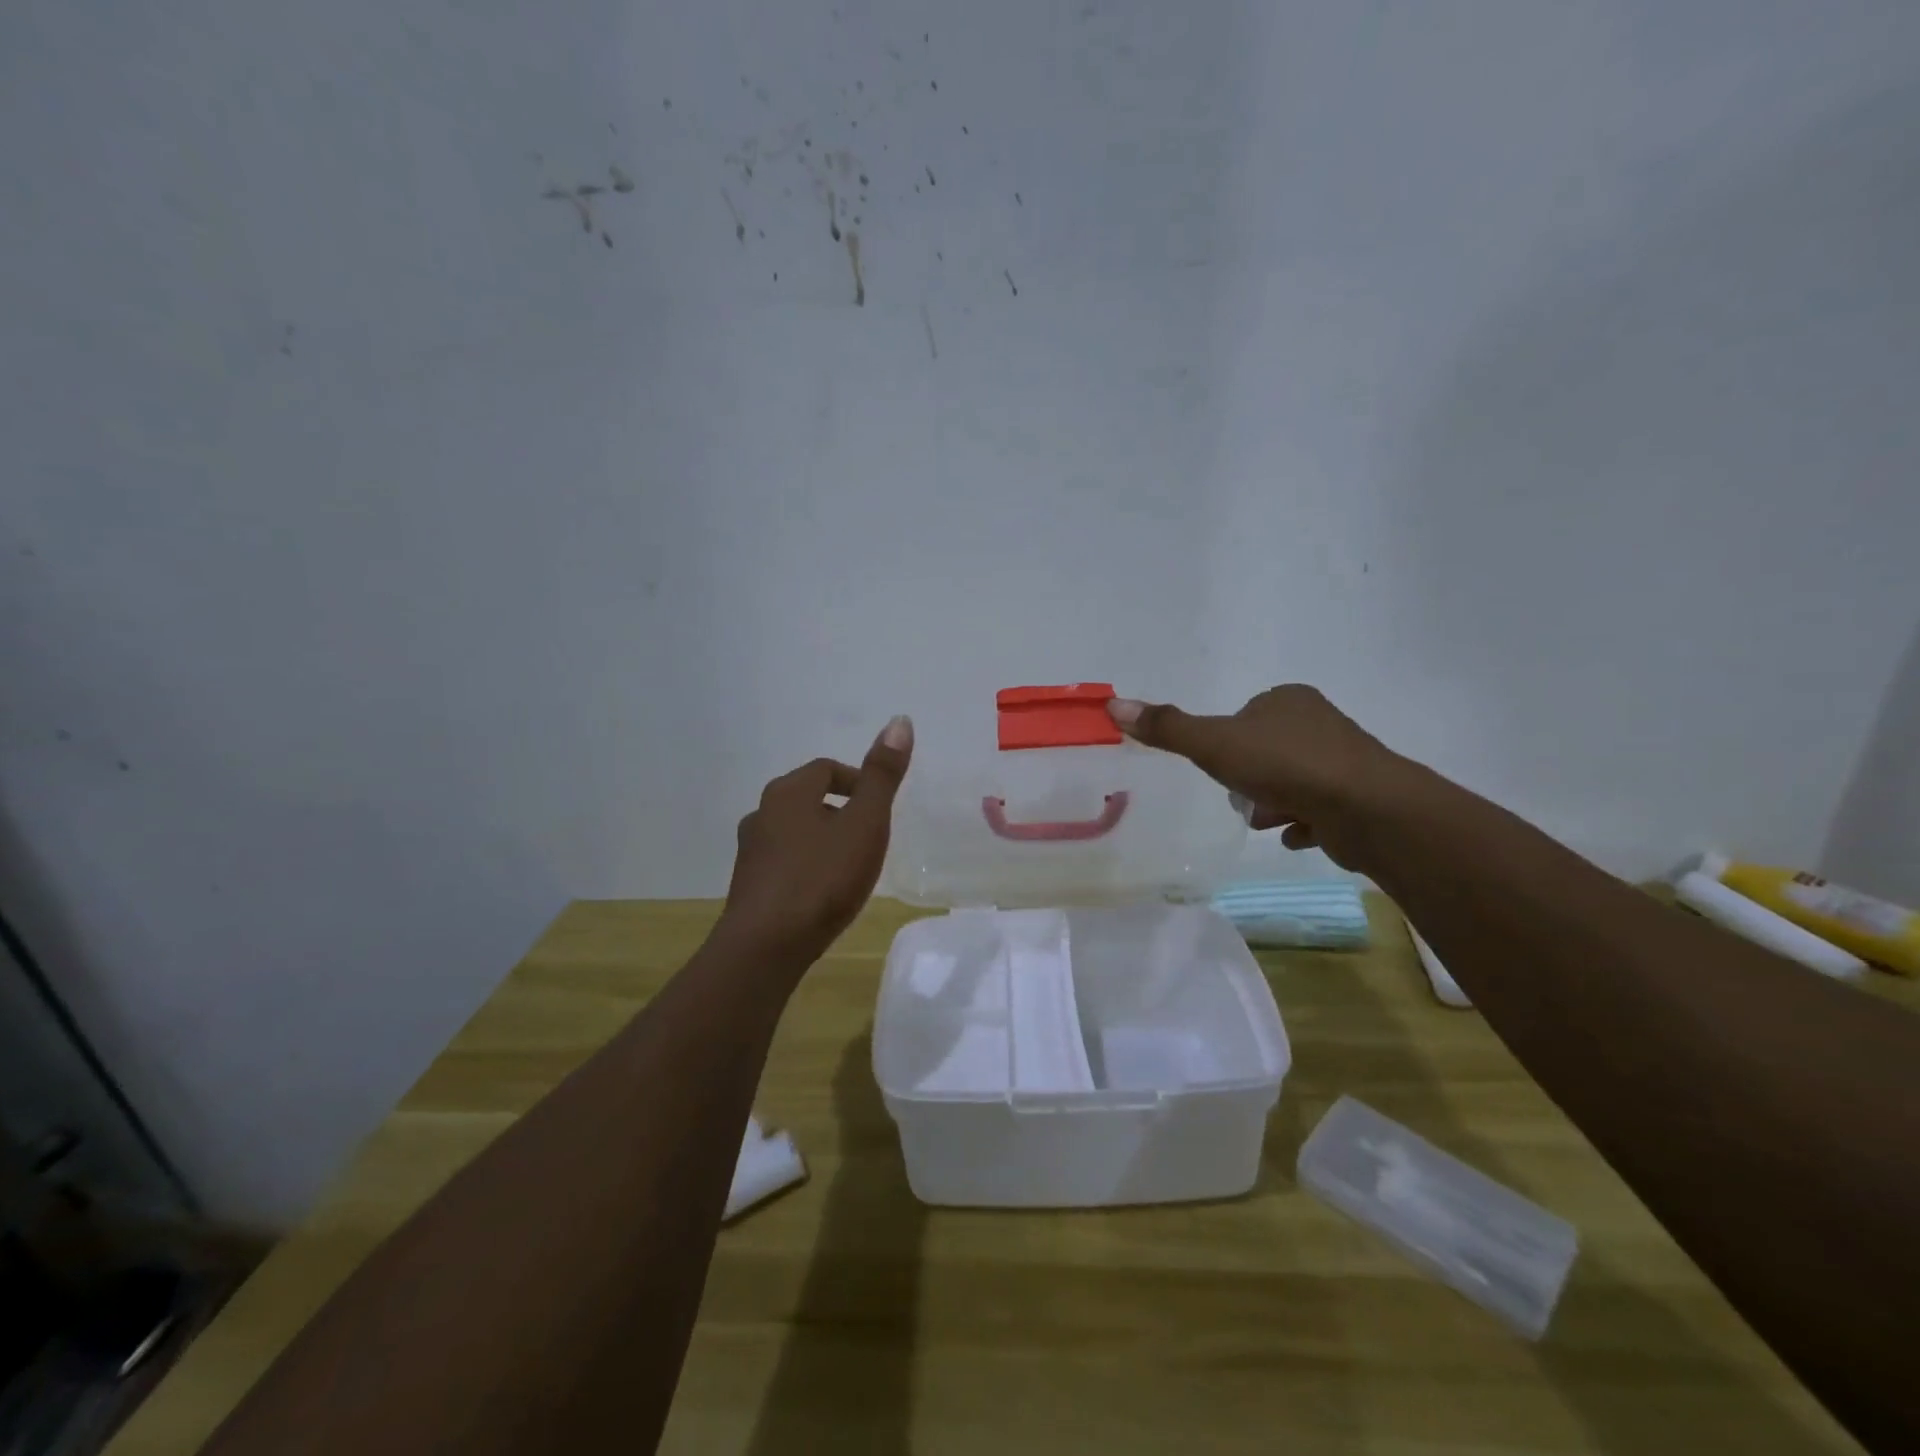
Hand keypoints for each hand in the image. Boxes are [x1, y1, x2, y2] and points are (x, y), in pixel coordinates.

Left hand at [718, 716, 913, 965]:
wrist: (766, 947)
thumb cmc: (822, 878)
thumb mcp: (865, 823)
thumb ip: (882, 775)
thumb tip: (900, 720)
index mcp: (788, 792)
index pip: (827, 769)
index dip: (858, 781)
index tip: (880, 808)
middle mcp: (762, 813)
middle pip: (808, 798)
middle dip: (841, 810)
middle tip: (870, 836)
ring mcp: (751, 851)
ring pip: (795, 831)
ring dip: (822, 839)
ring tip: (850, 866)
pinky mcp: (748, 885)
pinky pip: (784, 862)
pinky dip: (807, 866)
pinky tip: (823, 893)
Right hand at [1107, 686, 1405, 869]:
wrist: (1366, 809)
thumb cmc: (1284, 766)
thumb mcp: (1213, 744)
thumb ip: (1167, 728)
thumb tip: (1113, 706)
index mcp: (1287, 700)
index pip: (1244, 715)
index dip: (1227, 743)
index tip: (1221, 767)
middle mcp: (1319, 722)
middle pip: (1266, 749)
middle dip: (1249, 777)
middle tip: (1243, 798)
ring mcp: (1343, 759)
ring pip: (1291, 780)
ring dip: (1272, 802)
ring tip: (1268, 821)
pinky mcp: (1360, 796)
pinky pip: (1318, 807)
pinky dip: (1301, 822)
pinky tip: (1294, 836)